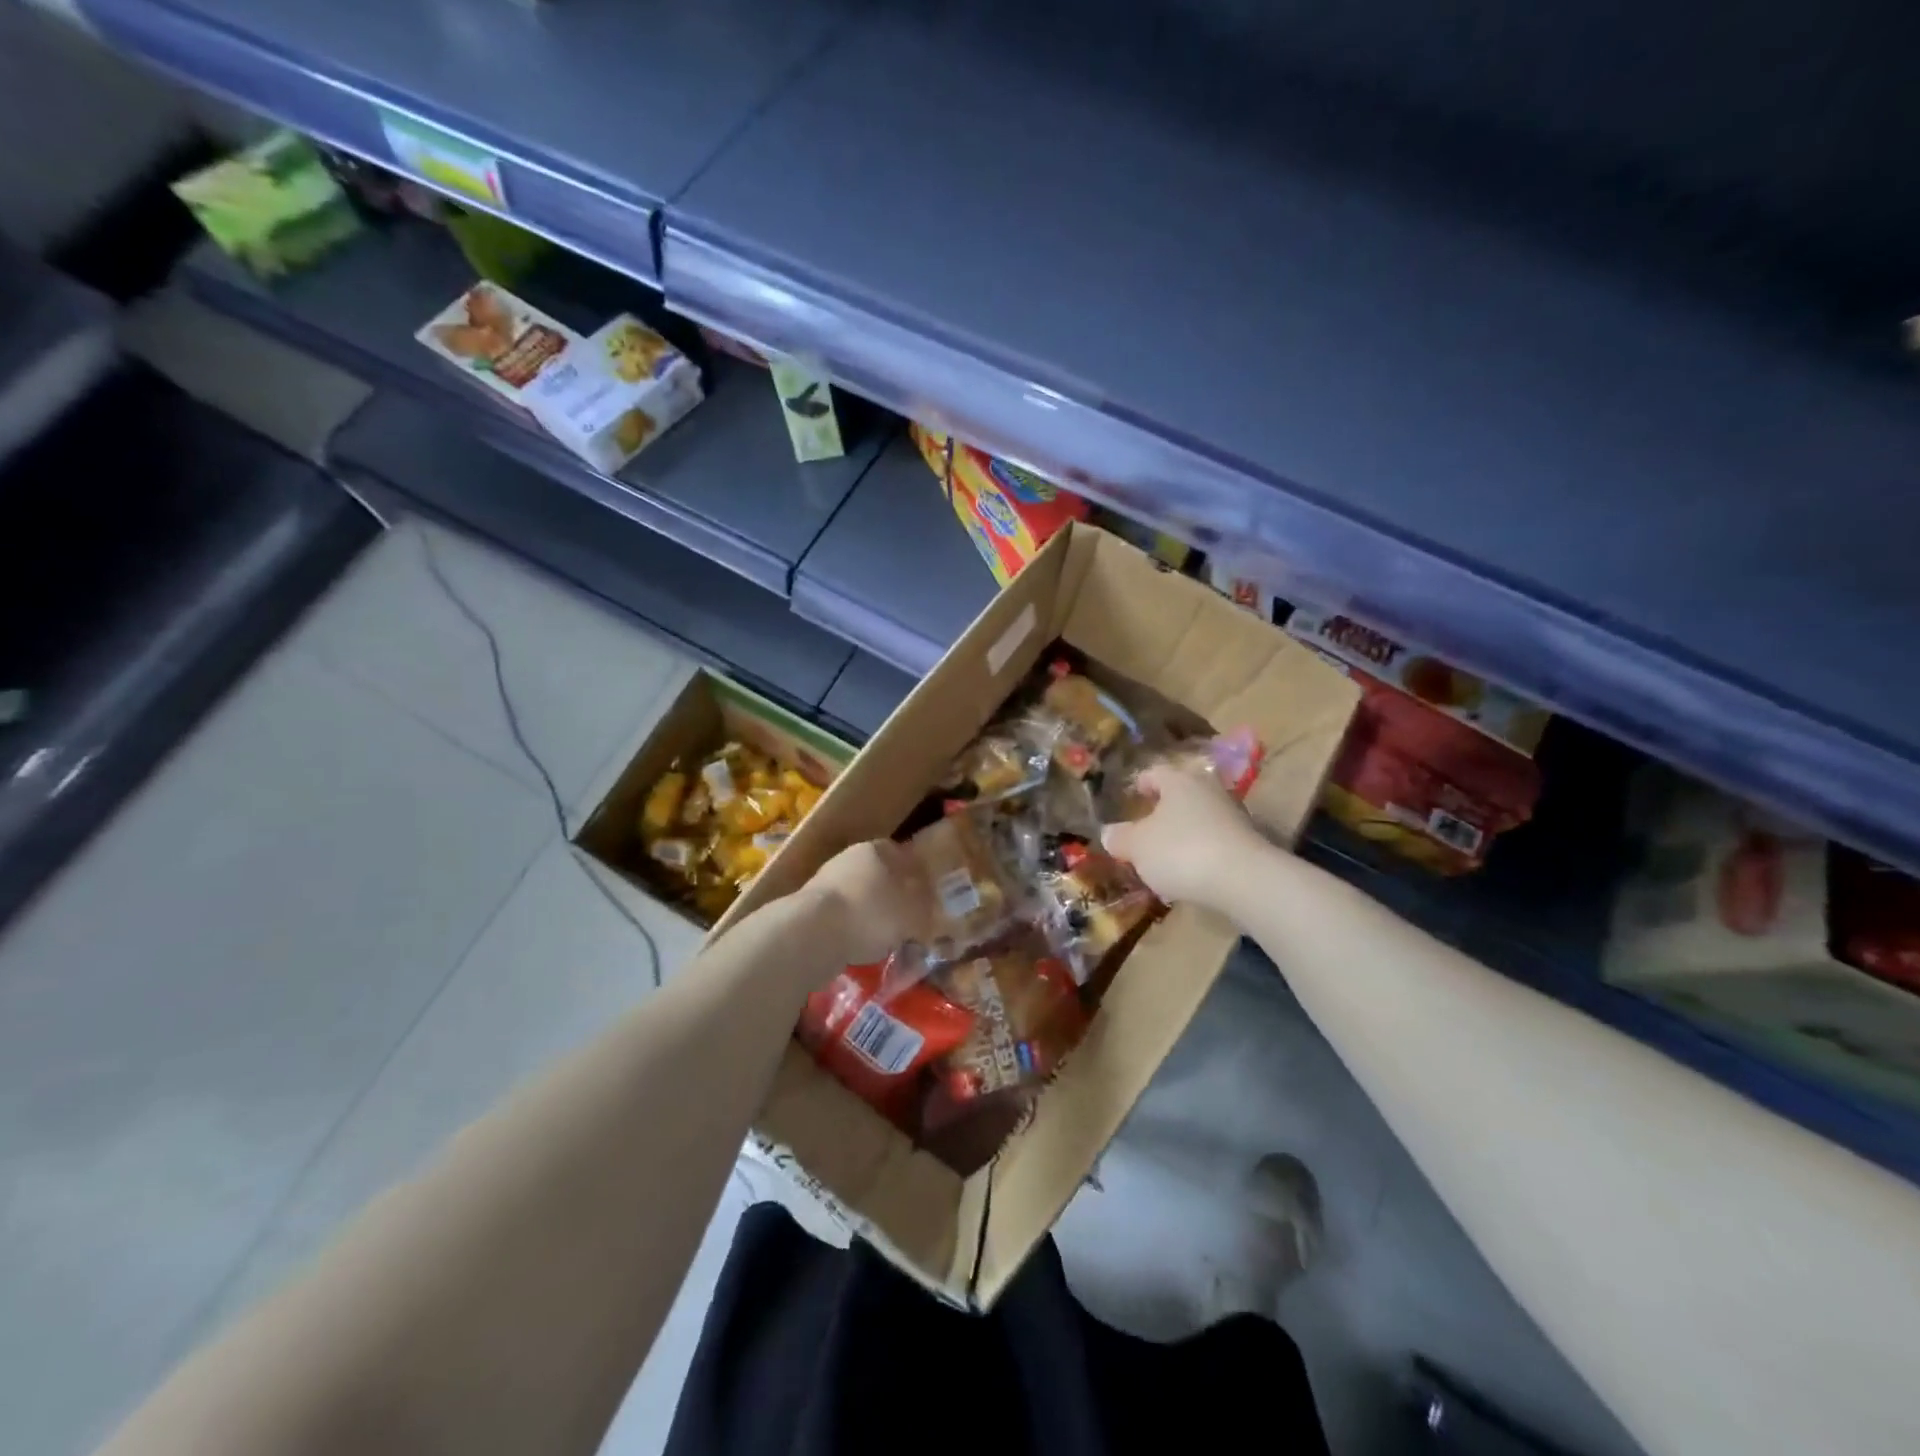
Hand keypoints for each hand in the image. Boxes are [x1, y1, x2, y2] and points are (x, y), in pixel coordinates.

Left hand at [806, 839, 934, 967]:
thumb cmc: (871, 913)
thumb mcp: (913, 914)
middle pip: (880, 877)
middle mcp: (849, 858)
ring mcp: (826, 882)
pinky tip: (862, 950)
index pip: (903, 855)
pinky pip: (842, 919)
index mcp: (876, 849)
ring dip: (873, 917)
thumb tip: (936, 914)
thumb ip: (928, 912)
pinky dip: (853, 931)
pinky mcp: (809, 909)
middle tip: (910, 923)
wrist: (812, 933)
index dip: (918, 876)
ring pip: (860, 898)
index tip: (928, 897)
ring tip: (888, 942)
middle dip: (895, 899)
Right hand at [1100, 764, 1271, 910]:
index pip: (1153, 773)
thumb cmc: (1180, 851)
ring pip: (1198, 817)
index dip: (1138, 784)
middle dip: (1162, 810)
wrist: (1244, 880)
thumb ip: (1120, 837)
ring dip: (1183, 831)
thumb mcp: (1137, 846)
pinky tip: (1190, 872)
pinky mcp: (1247, 841)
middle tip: (1144, 828)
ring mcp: (1231, 814)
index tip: (1129, 798)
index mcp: (1178, 780)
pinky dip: (1200, 850)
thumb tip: (1109, 833)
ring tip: (1165, 855)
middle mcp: (1207, 788)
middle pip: (1179, 794)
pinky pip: (1214, 840)